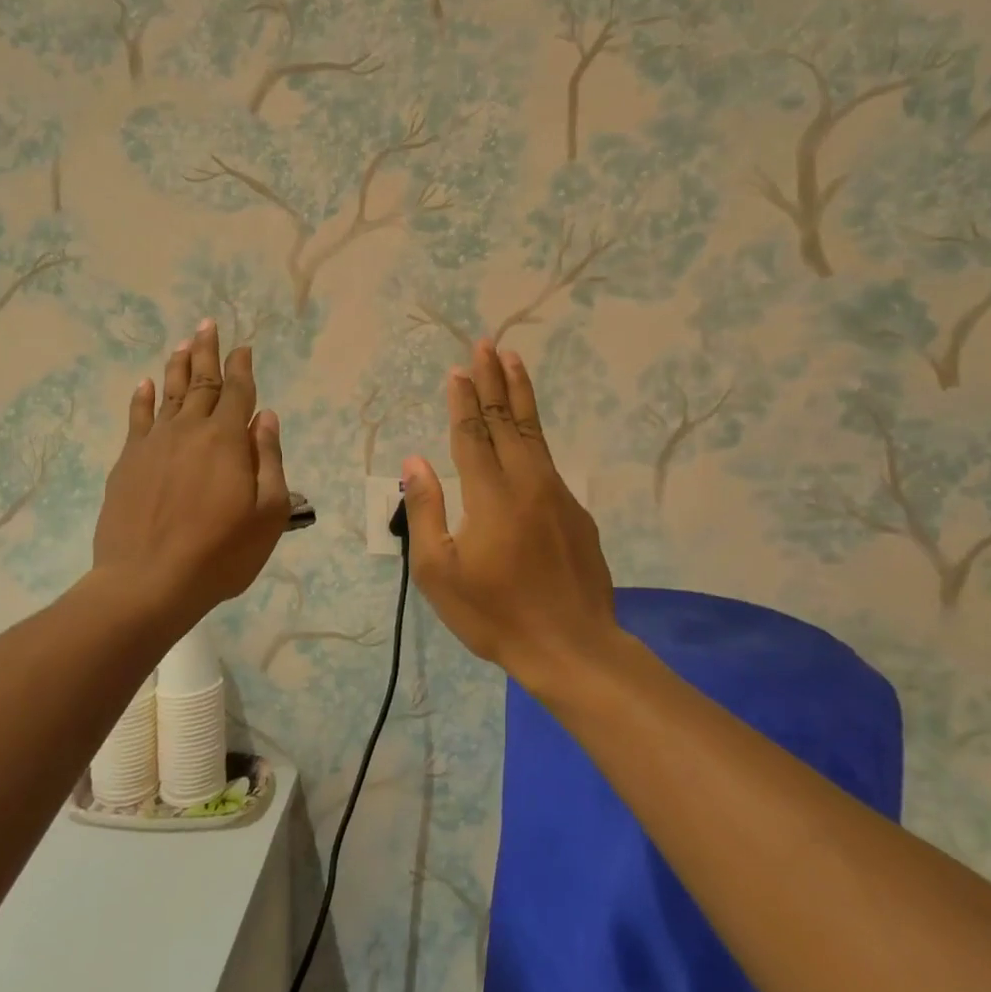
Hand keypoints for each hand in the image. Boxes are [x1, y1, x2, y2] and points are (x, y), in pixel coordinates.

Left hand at [93, 321, 291, 620]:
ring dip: (177, 366)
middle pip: (201, 382)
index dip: (242, 367)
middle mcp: (190, 430)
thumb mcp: (268, 513)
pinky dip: (141, 399)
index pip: (238, 392)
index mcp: (227, 440)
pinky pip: (136, 419)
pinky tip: (144, 384)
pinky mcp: (127, 463)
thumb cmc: (220, 553)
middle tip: (207, 325)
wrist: (147, 582)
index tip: (243, 347)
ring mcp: (154, 444)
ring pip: (168, 393)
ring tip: (183, 344)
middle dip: (207, 352)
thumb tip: (265, 417)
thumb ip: (269, 460)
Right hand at [402, 341, 618, 689]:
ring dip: (521, 394)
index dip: (464, 400)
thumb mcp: (439, 572)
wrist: (572, 647)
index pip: (473, 434)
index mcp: (489, 496)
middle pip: (507, 421)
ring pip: (535, 433)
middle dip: (494, 380)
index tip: (459, 369)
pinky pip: (549, 460)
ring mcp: (557, 494)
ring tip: (513, 361)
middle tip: (488, 344)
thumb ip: (424, 510)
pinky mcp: (576, 511)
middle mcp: (526, 483)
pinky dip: (535, 433)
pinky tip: (528, 429)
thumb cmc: (495, 614)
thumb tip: (414, 461)